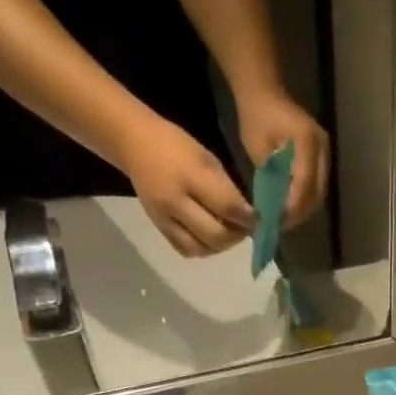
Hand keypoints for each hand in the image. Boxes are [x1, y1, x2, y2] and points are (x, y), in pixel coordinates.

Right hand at [123, 115, 255, 257]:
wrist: (134, 144)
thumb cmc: (177, 146)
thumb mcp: (207, 159)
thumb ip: (227, 190)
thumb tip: (249, 216)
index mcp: (191, 176)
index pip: (228, 207)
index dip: (249, 219)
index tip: (262, 220)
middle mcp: (176, 202)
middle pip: (216, 235)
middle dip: (237, 236)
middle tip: (245, 228)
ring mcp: (165, 218)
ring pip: (202, 248)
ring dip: (221, 245)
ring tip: (228, 232)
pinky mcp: (159, 228)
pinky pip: (186, 250)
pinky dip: (203, 248)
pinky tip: (209, 238)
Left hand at [236, 88, 329, 226]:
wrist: (264, 92)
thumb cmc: (256, 116)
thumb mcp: (258, 148)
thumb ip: (270, 177)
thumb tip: (273, 207)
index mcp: (307, 142)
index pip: (305, 183)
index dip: (293, 206)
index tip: (279, 221)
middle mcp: (322, 148)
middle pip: (317, 191)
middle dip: (300, 212)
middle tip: (281, 224)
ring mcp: (324, 152)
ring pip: (319, 191)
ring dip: (304, 208)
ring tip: (285, 219)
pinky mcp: (321, 157)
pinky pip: (317, 184)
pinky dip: (305, 198)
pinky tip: (290, 206)